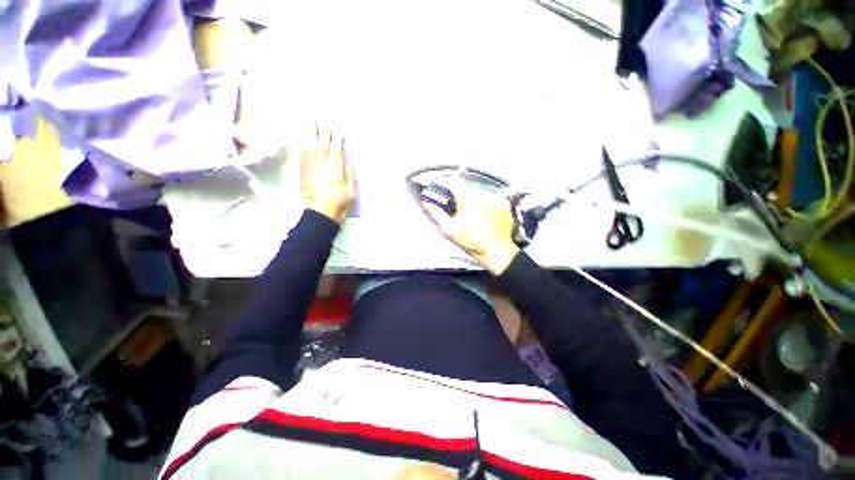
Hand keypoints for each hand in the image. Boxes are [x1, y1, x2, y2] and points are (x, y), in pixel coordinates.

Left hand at [300, 127, 355, 224]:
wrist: (320, 217)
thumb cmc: (339, 207)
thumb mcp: (351, 195)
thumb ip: (351, 178)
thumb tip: (351, 163)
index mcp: (335, 176)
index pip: (335, 153)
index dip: (336, 140)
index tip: (337, 129)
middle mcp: (322, 171)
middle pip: (321, 147)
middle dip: (322, 133)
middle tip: (323, 120)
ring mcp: (311, 172)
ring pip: (309, 150)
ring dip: (310, 135)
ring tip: (311, 123)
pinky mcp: (303, 175)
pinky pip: (301, 158)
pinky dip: (301, 147)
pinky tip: (301, 138)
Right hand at [422, 183, 519, 274]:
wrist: (495, 250)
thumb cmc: (473, 241)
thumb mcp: (450, 229)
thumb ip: (436, 213)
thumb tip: (427, 203)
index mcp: (467, 199)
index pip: (453, 182)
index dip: (446, 184)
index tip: (444, 188)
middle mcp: (483, 195)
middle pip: (466, 189)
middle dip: (462, 198)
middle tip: (461, 211)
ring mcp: (495, 199)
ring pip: (479, 194)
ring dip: (475, 201)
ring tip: (475, 217)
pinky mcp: (503, 204)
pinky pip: (491, 199)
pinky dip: (487, 205)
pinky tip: (485, 217)